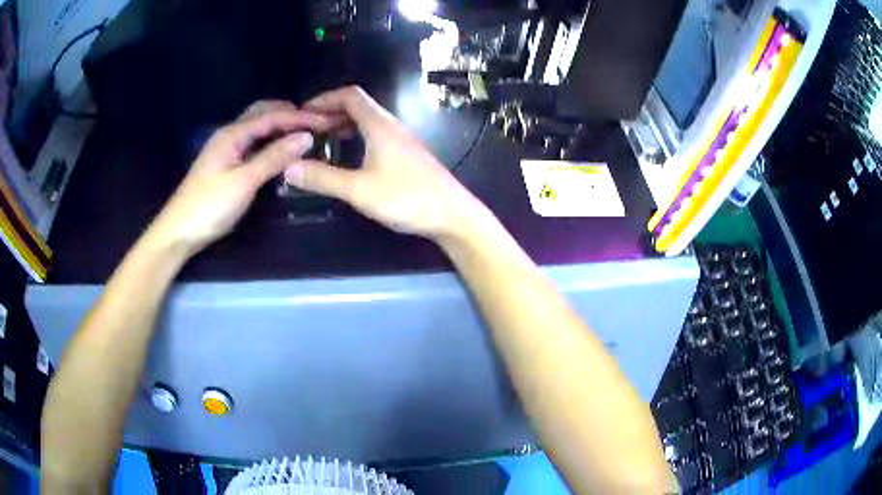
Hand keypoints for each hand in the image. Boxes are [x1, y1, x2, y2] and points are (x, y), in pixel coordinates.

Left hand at [148, 101, 333, 254]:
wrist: (178, 231)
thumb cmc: (209, 206)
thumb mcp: (244, 182)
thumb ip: (274, 157)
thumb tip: (305, 137)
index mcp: (233, 133)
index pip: (272, 116)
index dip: (300, 117)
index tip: (327, 122)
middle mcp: (229, 134)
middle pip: (263, 112)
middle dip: (290, 113)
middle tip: (316, 123)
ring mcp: (226, 148)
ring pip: (257, 126)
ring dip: (280, 124)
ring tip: (304, 133)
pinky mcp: (225, 162)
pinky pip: (253, 141)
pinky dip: (270, 139)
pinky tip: (281, 149)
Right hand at [284, 86, 484, 241]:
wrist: (452, 215)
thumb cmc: (407, 198)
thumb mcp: (359, 189)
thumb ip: (323, 178)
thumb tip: (288, 168)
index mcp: (379, 125)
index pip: (350, 95)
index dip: (324, 99)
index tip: (302, 113)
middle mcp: (391, 126)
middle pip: (358, 106)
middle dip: (329, 112)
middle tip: (305, 129)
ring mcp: (401, 141)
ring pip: (366, 122)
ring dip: (342, 125)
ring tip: (320, 141)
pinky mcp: (405, 155)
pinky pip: (374, 136)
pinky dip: (355, 138)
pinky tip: (348, 157)